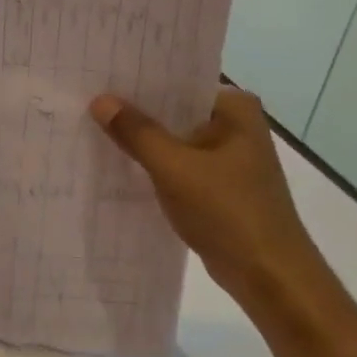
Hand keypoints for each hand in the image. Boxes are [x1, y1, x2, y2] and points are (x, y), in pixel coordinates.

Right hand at [89, 86, 318, 301]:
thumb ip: (136, 132)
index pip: (176, 82)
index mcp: (234, 108)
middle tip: (85, 102)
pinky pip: (177, 164)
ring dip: (141, 141)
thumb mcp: (174, 168)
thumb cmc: (228, 212)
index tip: (97, 78)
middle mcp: (235, 124)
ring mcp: (228, 156)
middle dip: (134, 111)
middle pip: (173, 110)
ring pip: (173, 139)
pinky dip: (153, 166)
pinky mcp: (219, 185)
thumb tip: (100, 100)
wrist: (270, 278)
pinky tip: (117, 165)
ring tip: (92, 129)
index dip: (136, 82)